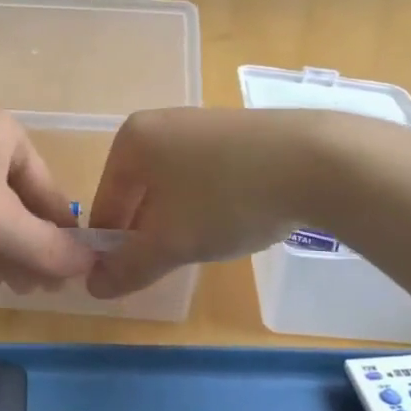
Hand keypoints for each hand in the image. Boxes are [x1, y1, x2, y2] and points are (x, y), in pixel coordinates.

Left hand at [0, 106, 94, 290]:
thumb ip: (47, 246)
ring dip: (3, 249)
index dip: (62, 230)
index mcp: (4, 133)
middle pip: (16, 200)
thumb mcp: (1, 223)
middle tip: (43, 287)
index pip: (47, 186)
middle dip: (31, 246)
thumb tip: (91, 265)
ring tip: (18, 287)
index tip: (73, 270)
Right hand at [86, 108, 323, 297]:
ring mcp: (200, 123)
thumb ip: (128, 267)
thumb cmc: (226, 198)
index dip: (113, 249)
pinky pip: (205, 173)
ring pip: (173, 185)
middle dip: (149, 233)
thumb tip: (93, 287)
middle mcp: (159, 123)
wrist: (317, 160)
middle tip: (171, 265)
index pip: (104, 206)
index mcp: (131, 142)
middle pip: (138, 193)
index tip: (131, 279)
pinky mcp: (236, 130)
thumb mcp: (171, 242)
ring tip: (206, 244)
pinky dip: (209, 201)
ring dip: (179, 219)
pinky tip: (234, 218)